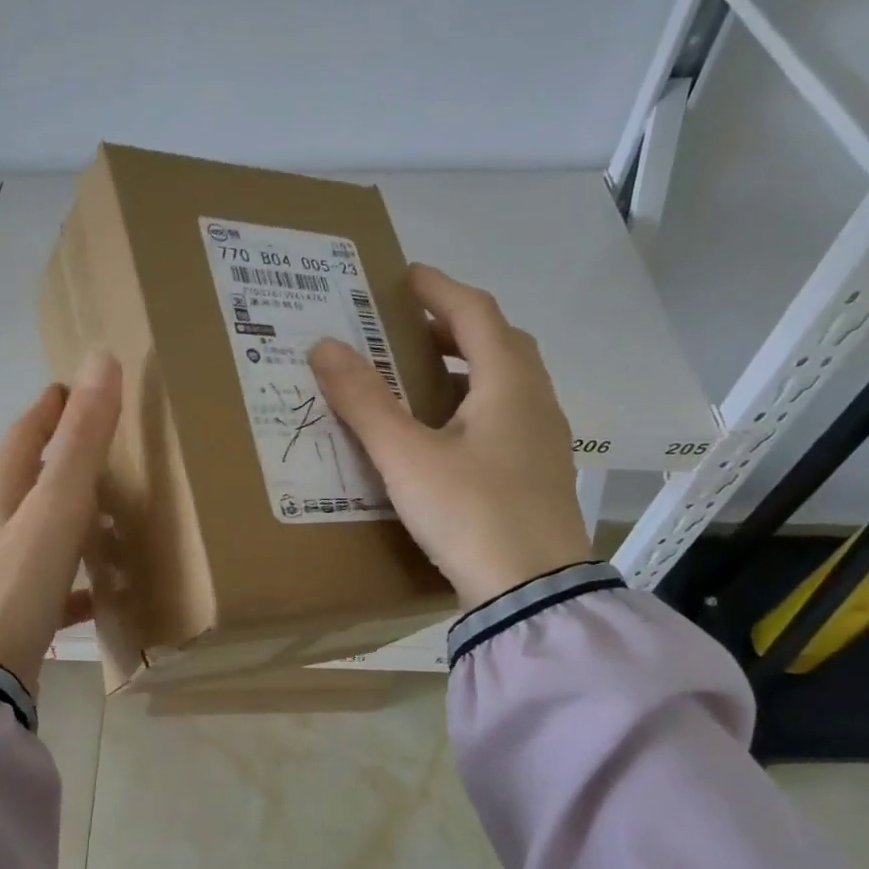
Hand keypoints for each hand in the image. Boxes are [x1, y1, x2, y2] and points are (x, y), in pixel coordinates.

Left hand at [0, 349, 122, 689]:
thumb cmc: (16, 584)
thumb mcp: (55, 506)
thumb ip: (81, 440)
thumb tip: (100, 359)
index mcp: (1, 494)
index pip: (26, 434)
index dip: (50, 407)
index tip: (71, 387)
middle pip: (31, 480)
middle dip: (62, 458)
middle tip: (102, 446)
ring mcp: (2, 570)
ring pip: (43, 529)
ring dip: (73, 515)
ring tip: (113, 513)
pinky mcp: (15, 610)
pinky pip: (54, 582)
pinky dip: (79, 576)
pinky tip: (105, 589)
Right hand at [308, 263, 591, 607]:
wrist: (531, 592)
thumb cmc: (469, 513)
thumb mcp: (406, 457)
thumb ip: (365, 402)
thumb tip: (324, 347)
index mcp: (508, 385)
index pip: (477, 314)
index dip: (440, 289)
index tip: (406, 276)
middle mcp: (535, 402)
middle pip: (499, 344)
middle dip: (455, 327)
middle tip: (409, 329)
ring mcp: (544, 440)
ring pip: (507, 382)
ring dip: (467, 366)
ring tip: (421, 378)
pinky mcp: (540, 474)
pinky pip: (507, 416)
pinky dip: (475, 403)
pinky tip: (447, 433)